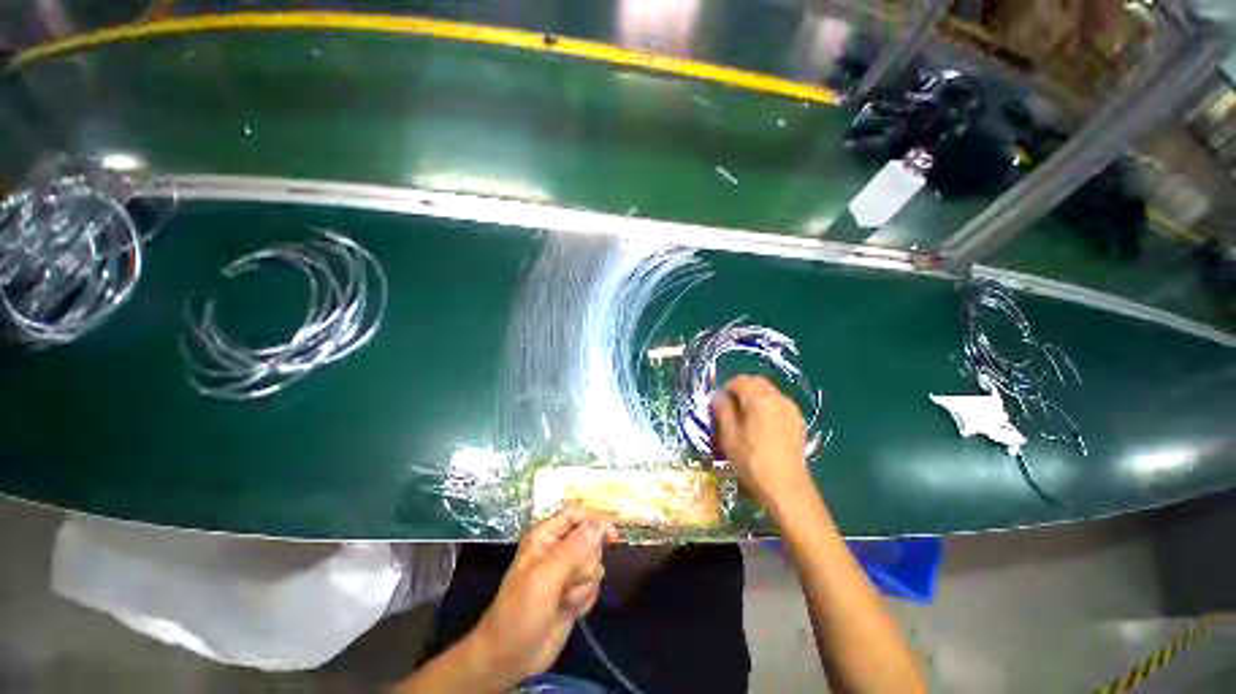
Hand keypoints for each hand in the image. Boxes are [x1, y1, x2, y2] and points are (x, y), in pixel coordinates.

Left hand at [468, 507, 617, 687]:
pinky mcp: (574, 592)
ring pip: (594, 564)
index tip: (612, 537)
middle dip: (586, 562)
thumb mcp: (545, 577)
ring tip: (565, 599)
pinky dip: (585, 598)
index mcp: (546, 536)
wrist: (510, 658)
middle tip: (570, 580)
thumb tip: (600, 523)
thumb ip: (574, 549)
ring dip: (584, 585)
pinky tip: (571, 610)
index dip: (595, 521)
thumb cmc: (520, 613)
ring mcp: (566, 572)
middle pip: (590, 539)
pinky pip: (594, 586)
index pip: (576, 514)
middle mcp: (557, 549)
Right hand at [712, 375, 811, 507]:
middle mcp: (778, 398)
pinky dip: (767, 407)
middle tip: (730, 409)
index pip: (739, 380)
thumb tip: (718, 396)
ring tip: (745, 419)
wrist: (787, 488)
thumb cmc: (752, 461)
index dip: (726, 389)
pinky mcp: (799, 421)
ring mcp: (791, 409)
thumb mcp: (729, 435)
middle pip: (756, 382)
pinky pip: (778, 404)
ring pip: (769, 392)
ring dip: (754, 397)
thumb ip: (722, 410)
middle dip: (741, 390)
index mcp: (760, 399)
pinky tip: (762, 427)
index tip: (718, 405)